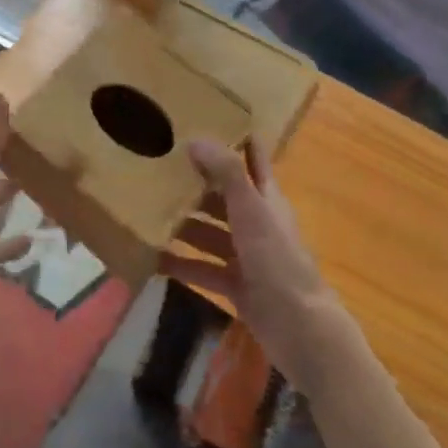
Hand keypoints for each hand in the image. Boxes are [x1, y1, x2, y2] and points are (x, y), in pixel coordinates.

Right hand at [160, 136, 348, 389]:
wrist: (300, 328)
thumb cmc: (277, 260)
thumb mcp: (252, 210)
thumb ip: (227, 173)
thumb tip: (196, 138)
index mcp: (267, 198)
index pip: (253, 159)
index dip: (237, 139)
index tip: (208, 119)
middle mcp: (257, 222)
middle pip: (224, 196)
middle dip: (196, 184)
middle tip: (158, 167)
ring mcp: (247, 256)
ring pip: (210, 233)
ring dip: (184, 225)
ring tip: (148, 212)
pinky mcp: (236, 286)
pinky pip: (203, 269)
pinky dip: (182, 264)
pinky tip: (153, 259)